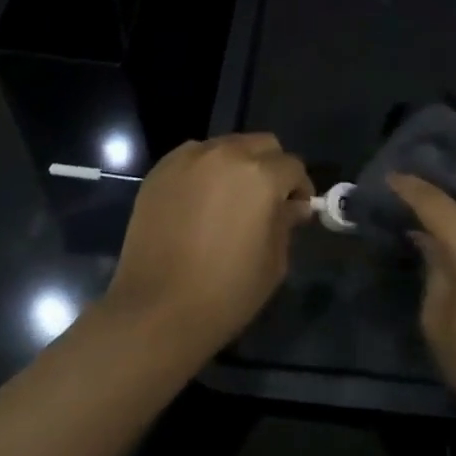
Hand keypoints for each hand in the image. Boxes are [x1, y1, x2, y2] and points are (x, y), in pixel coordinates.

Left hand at [101, 134, 312, 367]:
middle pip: (262, 144)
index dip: (299, 189)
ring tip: (229, 200)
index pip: (293, 166)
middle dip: (272, 167)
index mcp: (261, 176)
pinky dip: (205, 171)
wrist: (156, 311)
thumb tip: (293, 206)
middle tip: (266, 201)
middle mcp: (226, 155)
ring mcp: (189, 159)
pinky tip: (200, 202)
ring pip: (227, 146)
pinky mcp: (161, 171)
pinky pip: (194, 157)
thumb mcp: (273, 262)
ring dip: (238, 165)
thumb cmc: (226, 292)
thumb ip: (286, 223)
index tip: (296, 210)